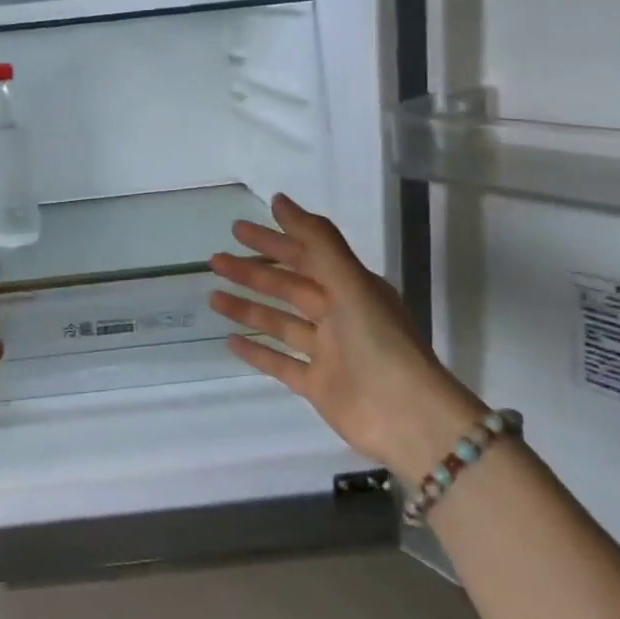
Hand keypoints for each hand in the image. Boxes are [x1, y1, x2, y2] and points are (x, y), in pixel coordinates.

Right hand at [210, 193, 484, 477]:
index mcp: (352, 288)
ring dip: (247, 308)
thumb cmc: (379, 342)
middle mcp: (339, 316)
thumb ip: (317, 241)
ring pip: (280, 322)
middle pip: (288, 287)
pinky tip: (230, 341)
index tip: (238, 228)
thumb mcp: (350, 283)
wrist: (407, 418)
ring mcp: (328, 352)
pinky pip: (280, 363)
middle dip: (252, 272)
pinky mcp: (317, 385)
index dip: (273, 240)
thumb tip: (280, 200)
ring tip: (212, 297)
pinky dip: (256, 351)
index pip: (306, 256)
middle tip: (215, 261)